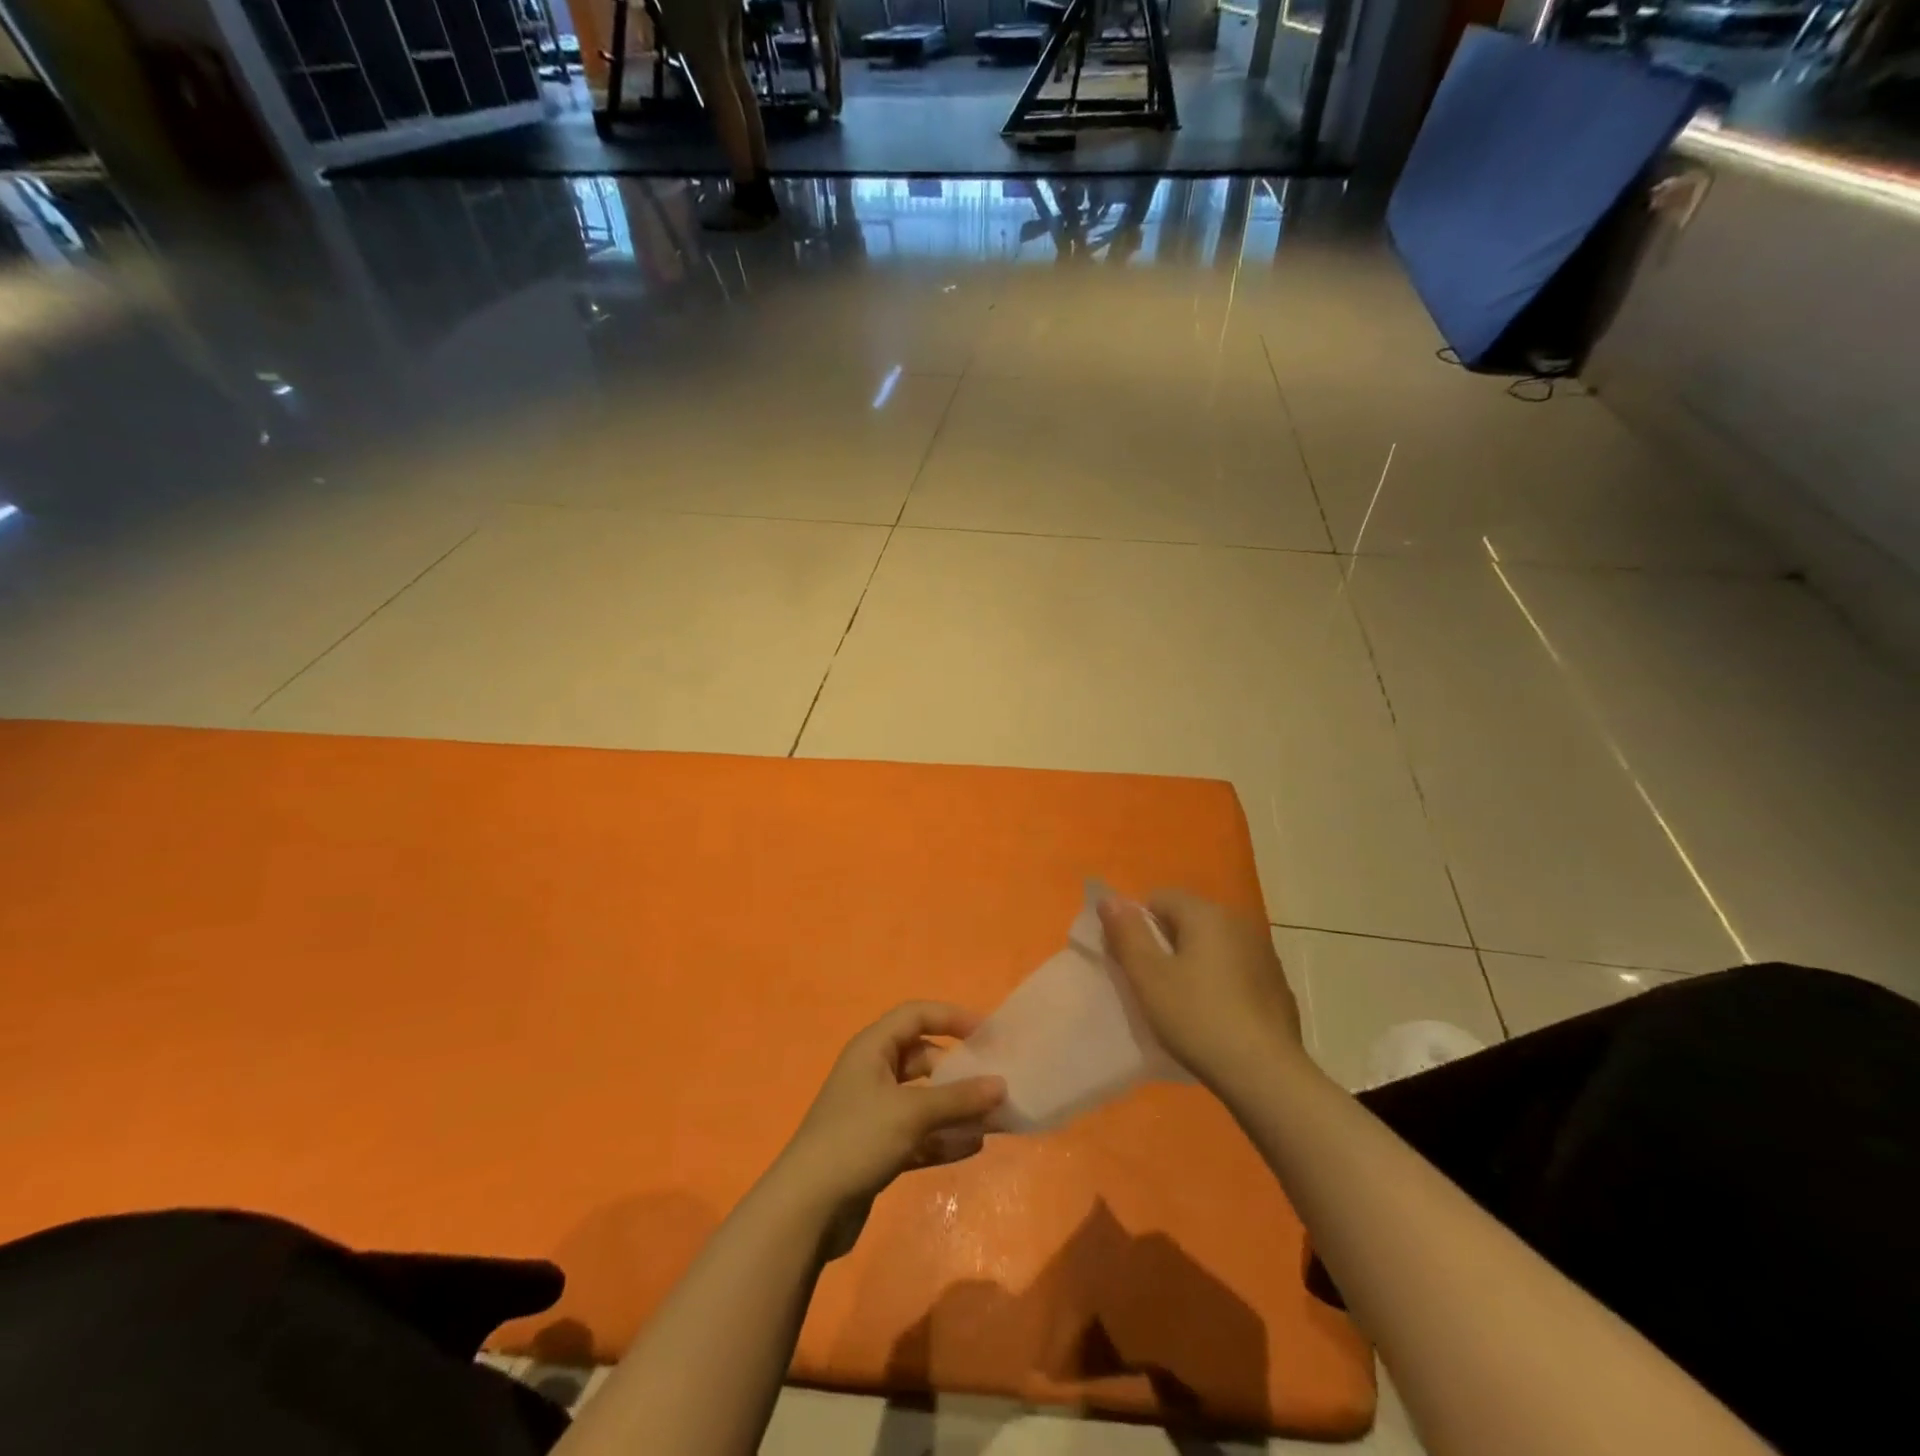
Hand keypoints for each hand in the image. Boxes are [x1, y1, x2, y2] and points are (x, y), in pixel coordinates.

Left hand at [771, 1002, 1005, 1245]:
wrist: (807, 1209)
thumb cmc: (857, 1139)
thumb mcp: (912, 1113)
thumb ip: (959, 1098)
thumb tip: (1001, 1085)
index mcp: (873, 1048)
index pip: (917, 1015)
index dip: (952, 1017)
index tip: (988, 1033)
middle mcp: (873, 1072)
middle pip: (924, 1058)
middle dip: (960, 1070)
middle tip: (996, 1083)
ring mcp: (875, 1112)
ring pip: (924, 1099)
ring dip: (956, 1107)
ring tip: (995, 1118)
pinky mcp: (878, 1147)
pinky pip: (919, 1132)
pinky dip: (943, 1137)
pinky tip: (973, 1146)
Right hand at [1099, 890, 1304, 1091]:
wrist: (1266, 1075)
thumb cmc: (1198, 1018)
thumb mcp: (1148, 977)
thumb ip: (1127, 932)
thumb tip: (1110, 899)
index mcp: (1207, 914)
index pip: (1159, 899)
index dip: (1137, 926)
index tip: (1132, 963)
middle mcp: (1239, 922)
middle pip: (1187, 920)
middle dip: (1166, 945)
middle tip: (1152, 985)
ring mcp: (1264, 953)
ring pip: (1213, 946)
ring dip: (1194, 964)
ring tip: (1183, 1004)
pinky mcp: (1278, 985)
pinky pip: (1236, 970)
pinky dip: (1220, 983)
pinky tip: (1215, 1017)